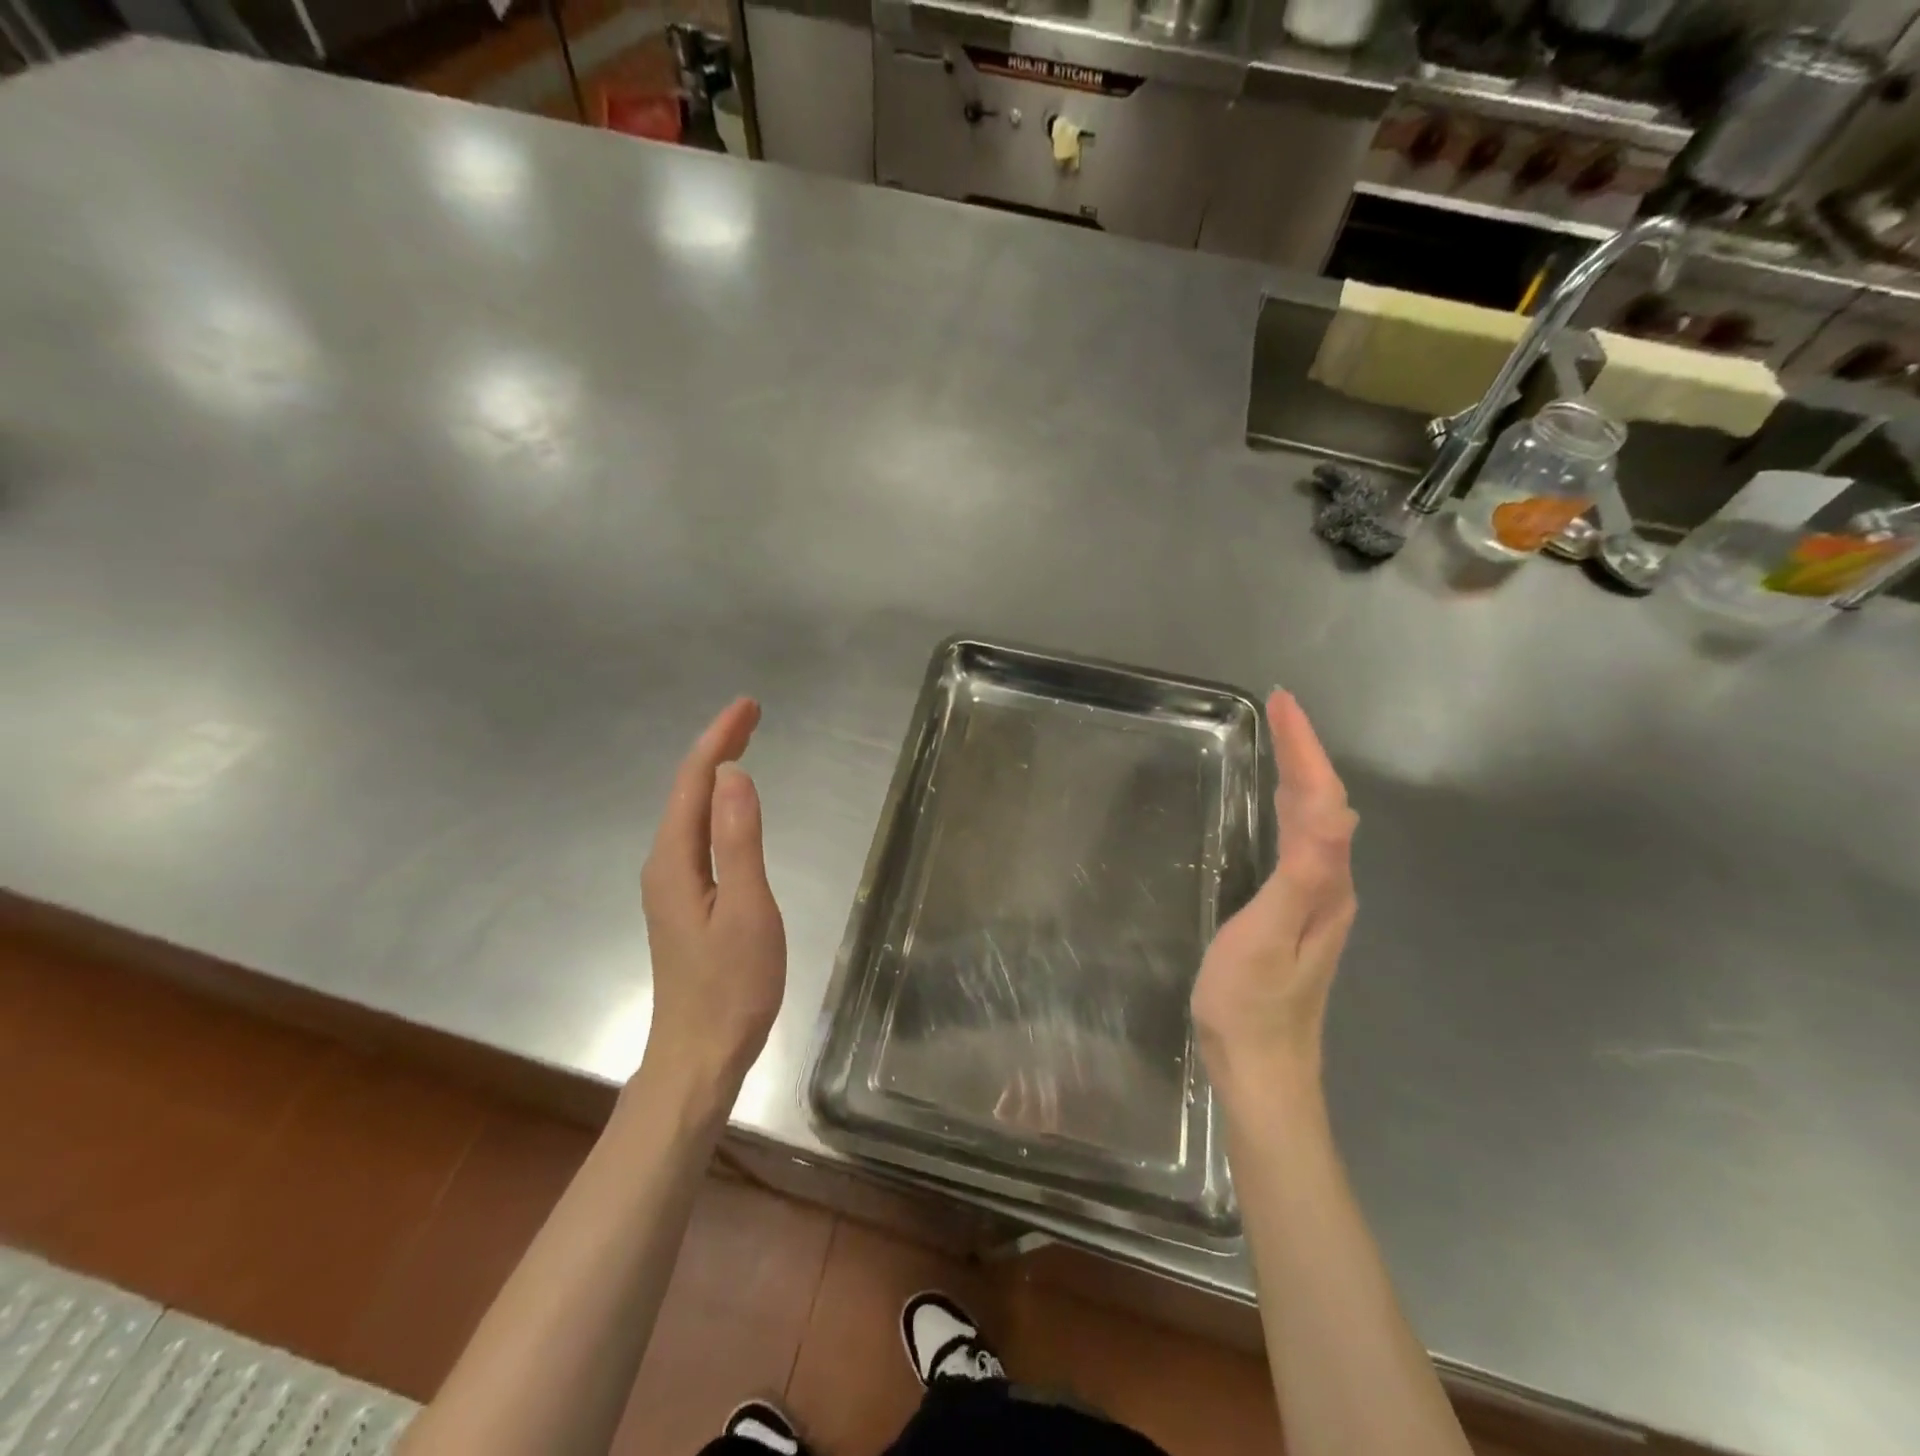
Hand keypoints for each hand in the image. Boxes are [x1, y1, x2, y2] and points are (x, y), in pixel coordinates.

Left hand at [637, 698, 786, 1102]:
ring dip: (715, 772)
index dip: (719, 738)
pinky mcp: (684, 901)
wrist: (701, 1054)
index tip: (749, 706)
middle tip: (752, 714)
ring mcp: (671, 885)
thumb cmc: (731, 985)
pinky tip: (730, 806)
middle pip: (687, 791)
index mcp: (675, 860)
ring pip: (689, 811)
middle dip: (717, 747)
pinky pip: (696, 834)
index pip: (695, 781)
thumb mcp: (747, 909)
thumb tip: (733, 774)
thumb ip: (738, 839)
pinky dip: (715, 804)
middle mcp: (664, 864)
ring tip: (743, 744)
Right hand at [1192, 691, 1357, 1093]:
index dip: (1304, 748)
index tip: (1283, 702)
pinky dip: (1292, 806)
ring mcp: (1318, 901)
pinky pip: (1302, 841)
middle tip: (1278, 709)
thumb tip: (1328, 809)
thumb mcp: (1267, 937)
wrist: (1262, 1070)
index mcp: (1324, 884)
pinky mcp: (1299, 913)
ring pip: (1317, 822)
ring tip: (1280, 740)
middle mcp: (1331, 885)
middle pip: (1325, 804)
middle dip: (1305, 751)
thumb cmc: (1251, 1004)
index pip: (1321, 799)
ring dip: (1301, 774)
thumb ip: (1301, 875)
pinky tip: (1278, 806)